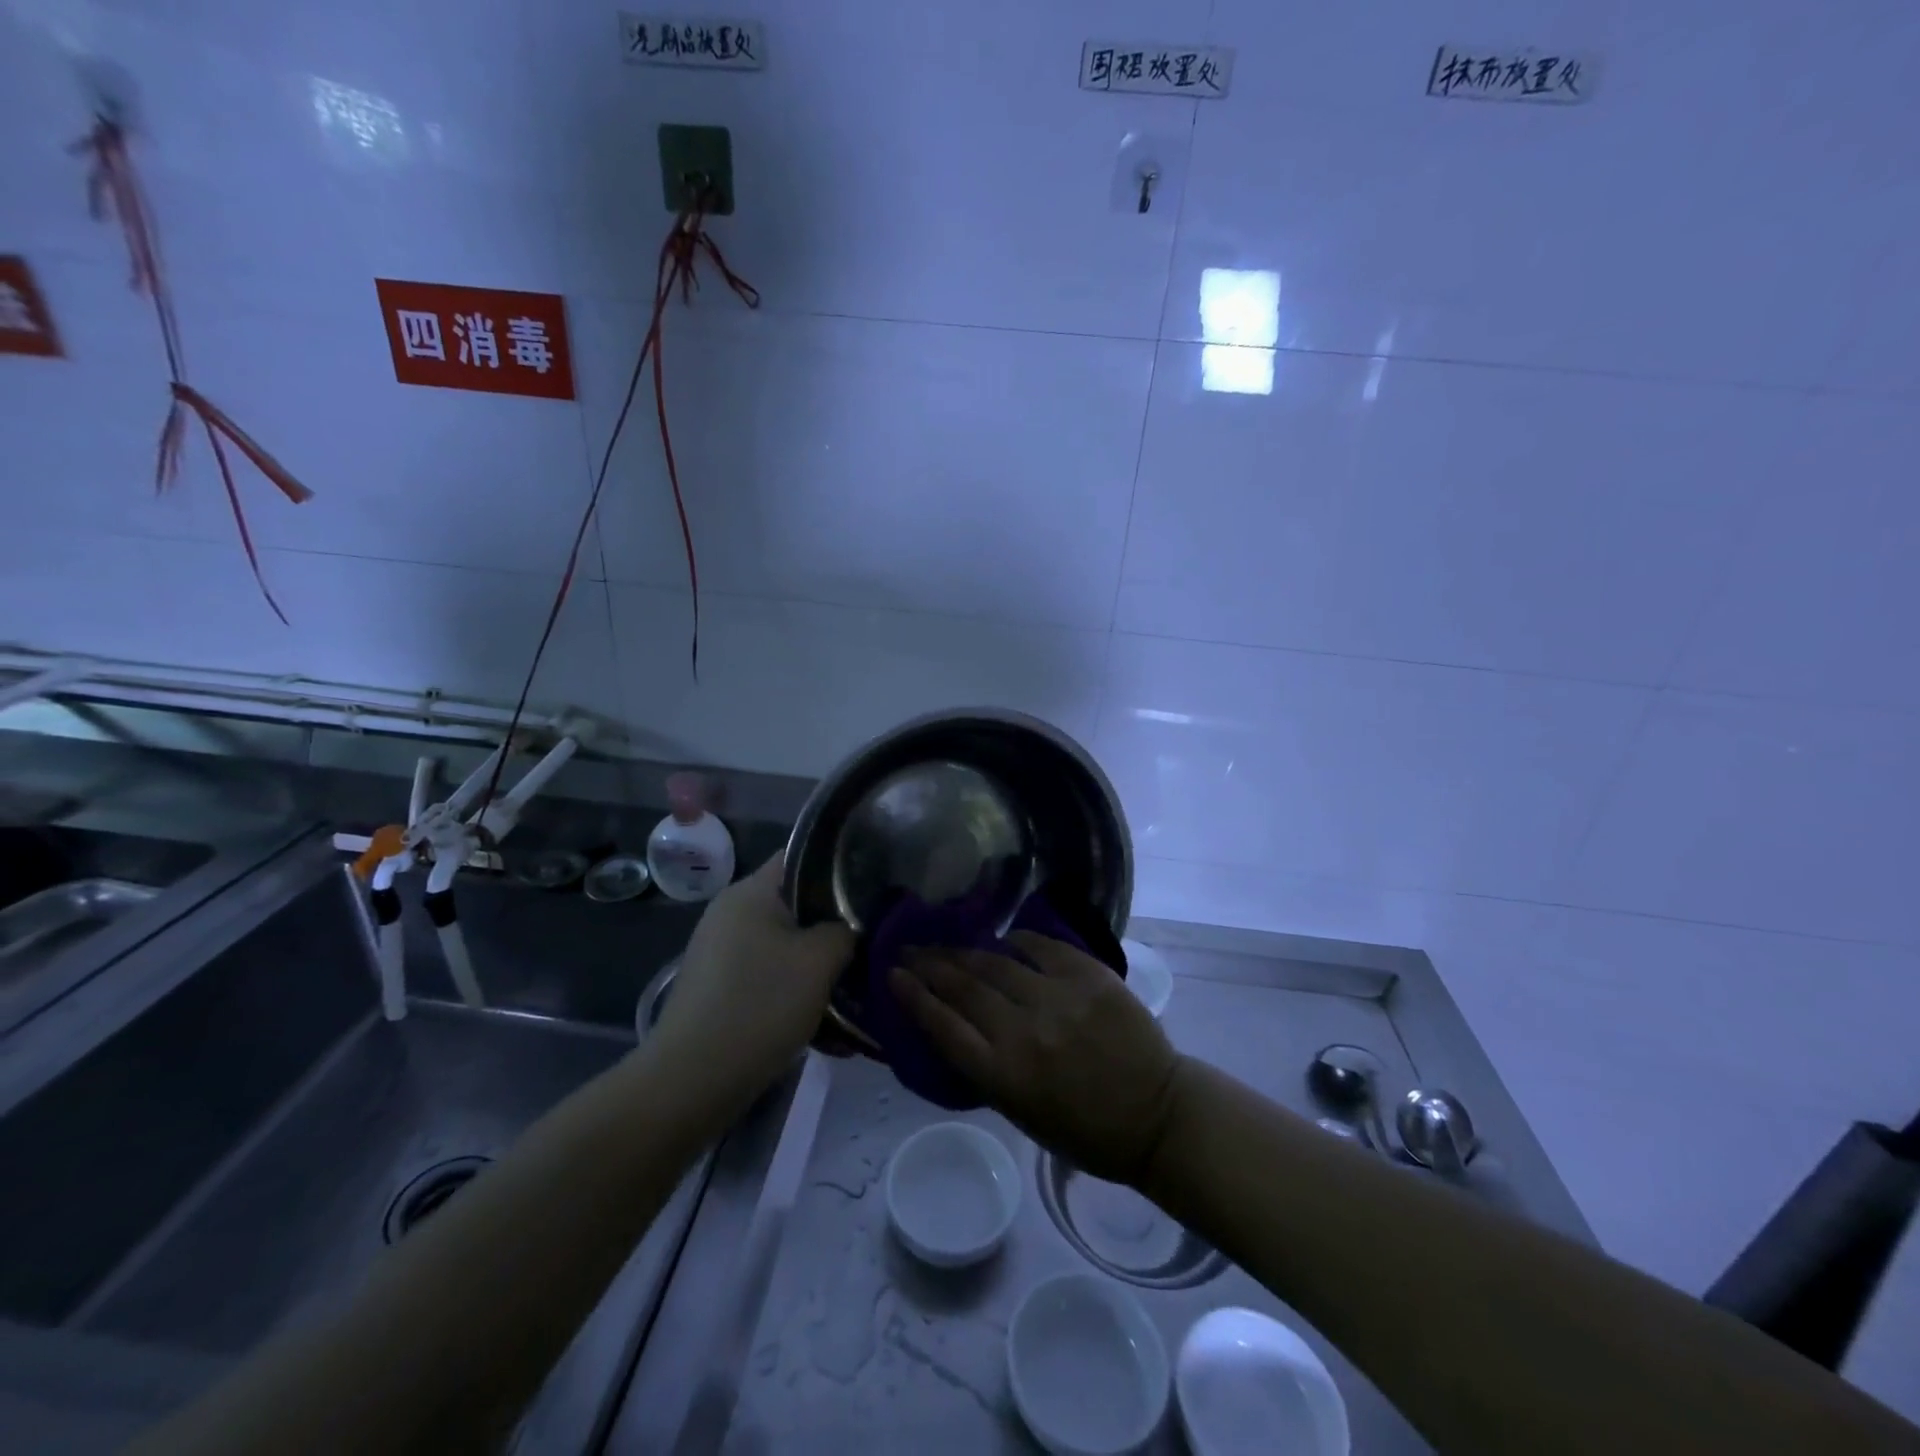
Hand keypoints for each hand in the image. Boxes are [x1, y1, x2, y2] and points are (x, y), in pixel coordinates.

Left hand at [651, 855, 853, 1097]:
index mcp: (750, 892)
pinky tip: (827, 1030)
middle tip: (872, 947)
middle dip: (836, 928)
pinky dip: (797, 996)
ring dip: (819, 969)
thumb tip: (854, 926)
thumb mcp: (819, 961)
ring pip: (786, 948)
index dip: (841, 868)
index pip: (802, 857)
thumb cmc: (760, 1005)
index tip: (875, 890)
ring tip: (855, 996)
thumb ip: (846, 930)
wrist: (692, 1081)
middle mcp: (731, 914)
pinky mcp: (720, 989)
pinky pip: (770, 979)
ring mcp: (722, 953)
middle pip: (797, 906)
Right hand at [890, 932, 1184, 1186]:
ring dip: (963, 950)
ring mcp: (1058, 998)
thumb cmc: (1085, 1130)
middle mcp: (1024, 1032)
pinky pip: (1042, 947)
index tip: (892, 975)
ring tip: (943, 941)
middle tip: (908, 949)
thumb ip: (986, 1066)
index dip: (913, 997)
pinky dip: (1018, 940)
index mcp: (1004, 1076)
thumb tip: (955, 1021)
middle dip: (929, 965)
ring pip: (996, 962)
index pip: (944, 1027)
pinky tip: (1003, 939)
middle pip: (963, 987)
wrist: (1157, 1114)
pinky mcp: (1089, 976)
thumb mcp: (1021, 1113)